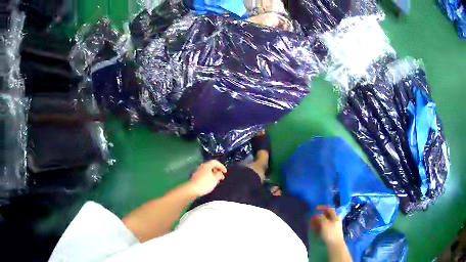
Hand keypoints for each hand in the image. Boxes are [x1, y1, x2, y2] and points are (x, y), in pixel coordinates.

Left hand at [187, 160, 226, 196]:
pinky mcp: (196, 177)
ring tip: (217, 181)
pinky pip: (204, 175)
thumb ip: (219, 175)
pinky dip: (209, 178)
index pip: (215, 162)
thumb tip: (220, 173)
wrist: (192, 189)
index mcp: (207, 165)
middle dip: (217, 171)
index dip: (222, 166)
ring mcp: (198, 172)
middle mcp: (202, 167)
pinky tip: (211, 184)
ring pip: (208, 171)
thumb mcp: (215, 179)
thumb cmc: (205, 183)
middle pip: (211, 166)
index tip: (225, 172)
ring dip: (213, 175)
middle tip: (222, 177)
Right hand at [311, 206, 344, 247]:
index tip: (315, 208)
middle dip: (319, 217)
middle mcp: (335, 220)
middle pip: (326, 216)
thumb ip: (320, 218)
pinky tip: (316, 232)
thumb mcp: (324, 223)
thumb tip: (316, 215)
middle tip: (312, 219)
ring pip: (325, 222)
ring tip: (312, 226)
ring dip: (318, 223)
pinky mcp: (331, 233)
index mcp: (335, 216)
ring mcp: (333, 227)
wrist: (335, 245)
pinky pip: (324, 228)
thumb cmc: (330, 233)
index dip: (322, 208)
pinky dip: (319, 228)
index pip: (329, 209)